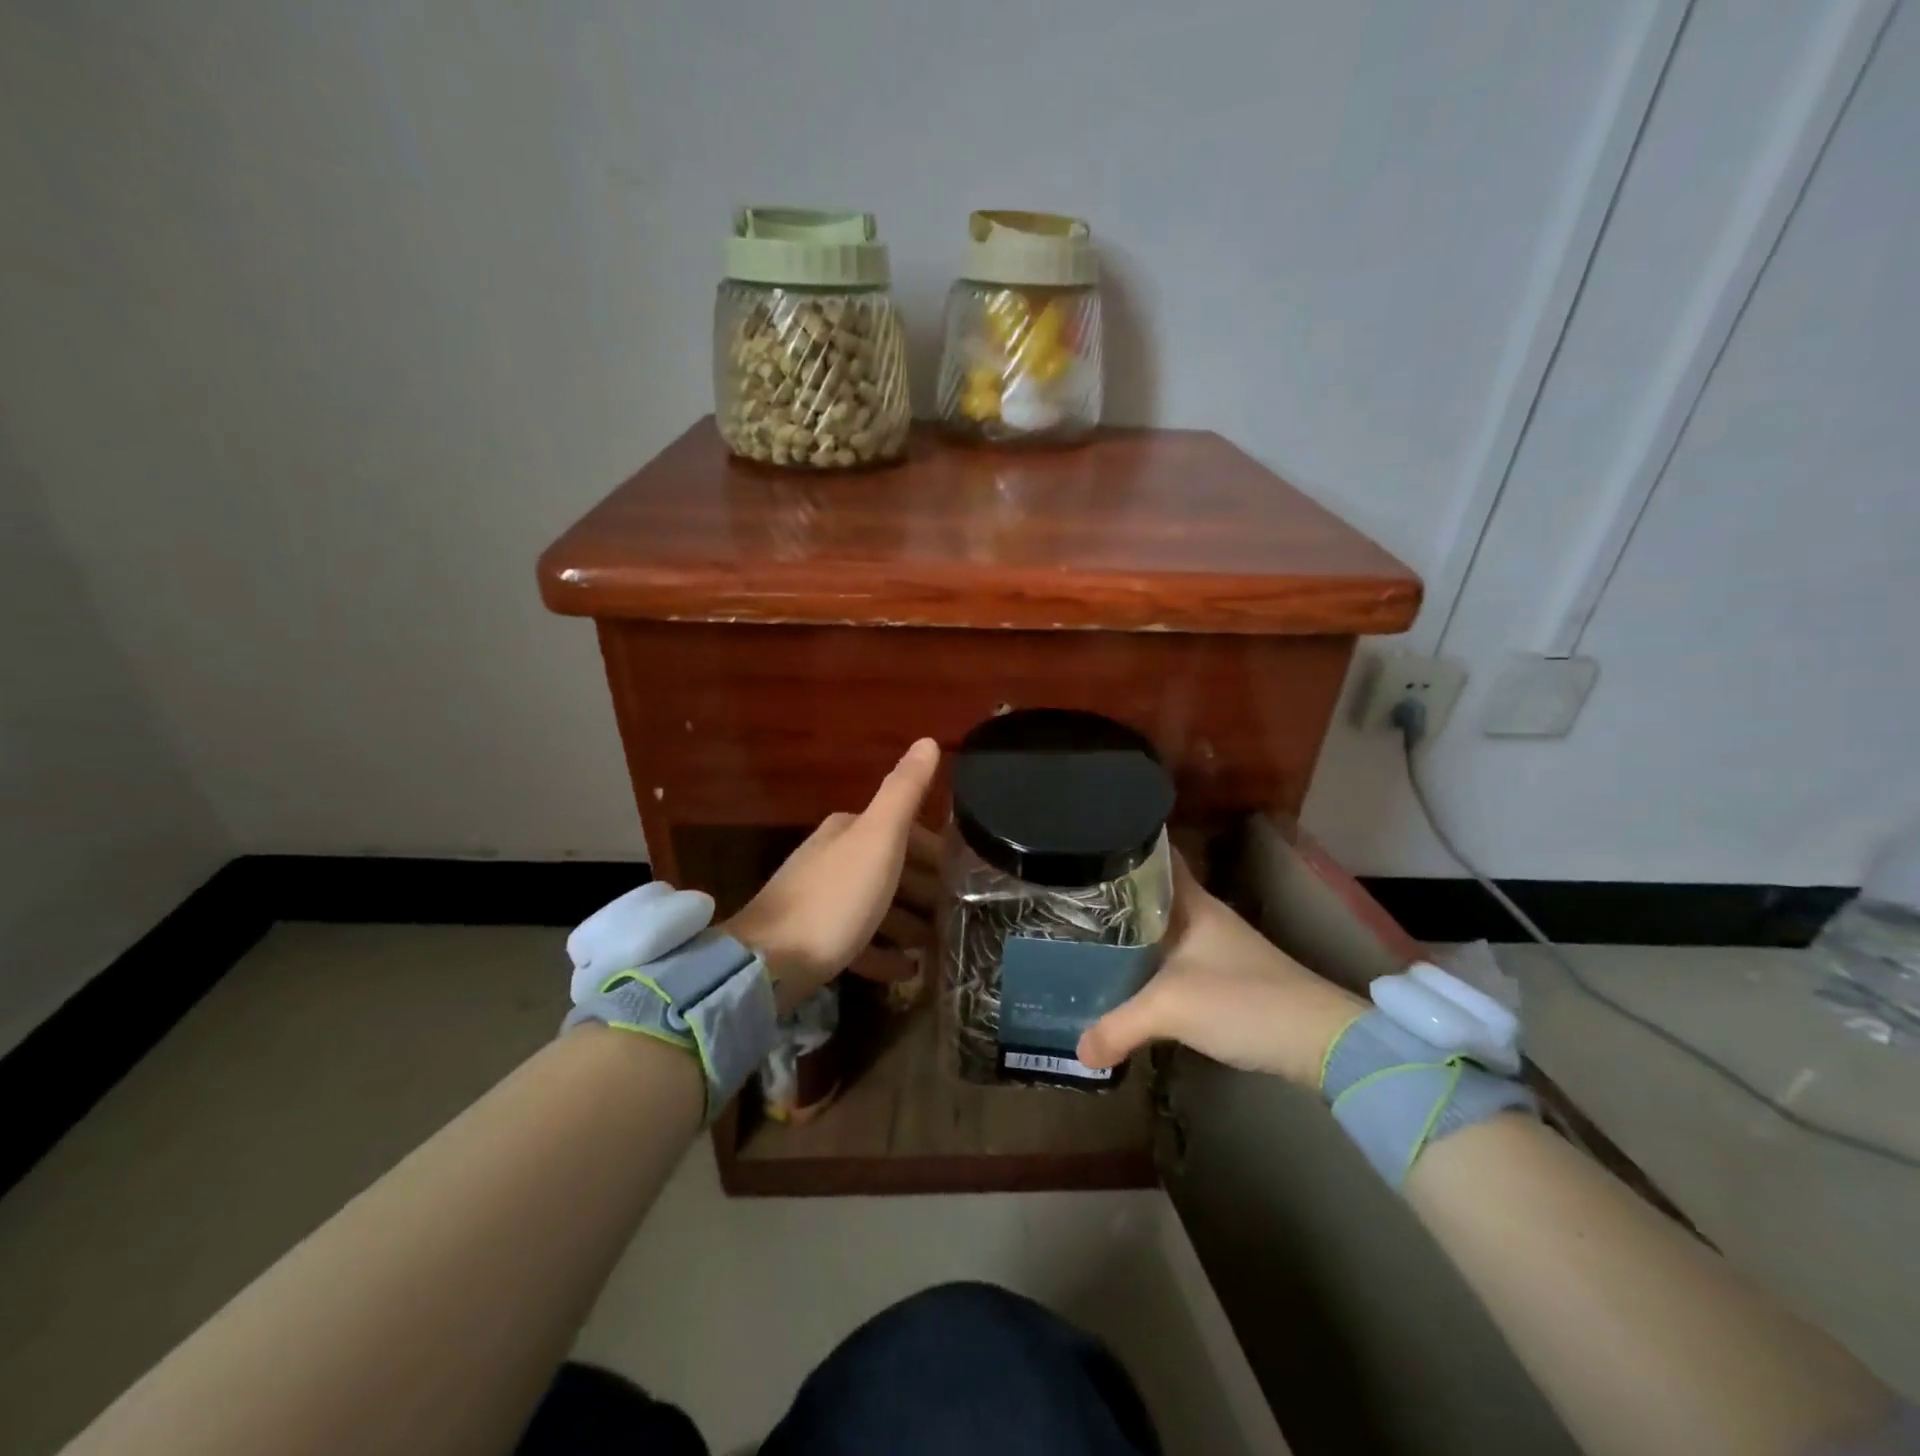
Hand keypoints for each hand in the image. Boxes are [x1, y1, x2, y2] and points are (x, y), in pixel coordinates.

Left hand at [725, 739, 940, 1008]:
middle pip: (890, 869)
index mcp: (849, 830)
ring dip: (908, 922)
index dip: (936, 852)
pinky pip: (859, 942)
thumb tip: (928, 740)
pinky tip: (908, 970)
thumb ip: (904, 791)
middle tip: (958, 914)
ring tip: (938, 943)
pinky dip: (885, 953)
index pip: (903, 831)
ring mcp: (820, 901)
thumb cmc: (835, 898)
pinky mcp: (812, 941)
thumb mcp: (878, 839)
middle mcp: (832, 858)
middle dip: (925, 889)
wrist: (769, 962)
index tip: (965, 876)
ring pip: (876, 905)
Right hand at [1075, 853, 1368, 1087]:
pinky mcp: (1223, 978)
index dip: (1121, 849)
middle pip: (1150, 895)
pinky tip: (1125, 978)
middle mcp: (1203, 916)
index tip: (1082, 852)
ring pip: (1160, 929)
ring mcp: (1215, 947)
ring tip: (1084, 938)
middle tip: (1066, 902)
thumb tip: (1078, 1052)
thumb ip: (1118, 1026)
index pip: (1154, 857)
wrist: (1320, 1042)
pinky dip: (1147, 964)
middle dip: (1112, 898)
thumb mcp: (1171, 1009)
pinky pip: (1171, 959)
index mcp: (1192, 903)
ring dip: (1129, 934)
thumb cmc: (1243, 1001)